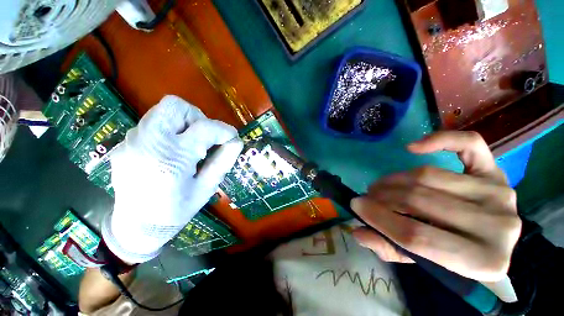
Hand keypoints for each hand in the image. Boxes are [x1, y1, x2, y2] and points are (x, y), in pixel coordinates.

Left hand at [102, 96, 242, 262]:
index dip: (224, 130)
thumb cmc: (175, 211)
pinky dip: (171, 130)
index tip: (233, 137)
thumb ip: (223, 162)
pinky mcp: (126, 142)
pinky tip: (174, 150)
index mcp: (171, 159)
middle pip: (175, 106)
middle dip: (198, 117)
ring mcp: (131, 140)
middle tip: (206, 138)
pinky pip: (153, 123)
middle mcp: (147, 143)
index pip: (204, 128)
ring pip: (163, 110)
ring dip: (185, 122)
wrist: (134, 227)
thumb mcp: (206, 188)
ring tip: (191, 144)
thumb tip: (237, 142)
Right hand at [351, 131, 521, 281]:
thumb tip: (358, 231)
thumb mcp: (421, 262)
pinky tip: (412, 147)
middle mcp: (497, 225)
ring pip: (429, 175)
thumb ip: (388, 249)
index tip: (356, 205)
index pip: (416, 236)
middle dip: (382, 196)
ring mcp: (499, 193)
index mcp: (481, 261)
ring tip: (381, 186)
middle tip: (368, 196)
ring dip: (394, 179)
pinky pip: (468, 144)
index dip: (378, 217)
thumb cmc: (455, 258)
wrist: (492, 242)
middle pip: (420, 200)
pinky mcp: (496, 171)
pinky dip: (438, 139)